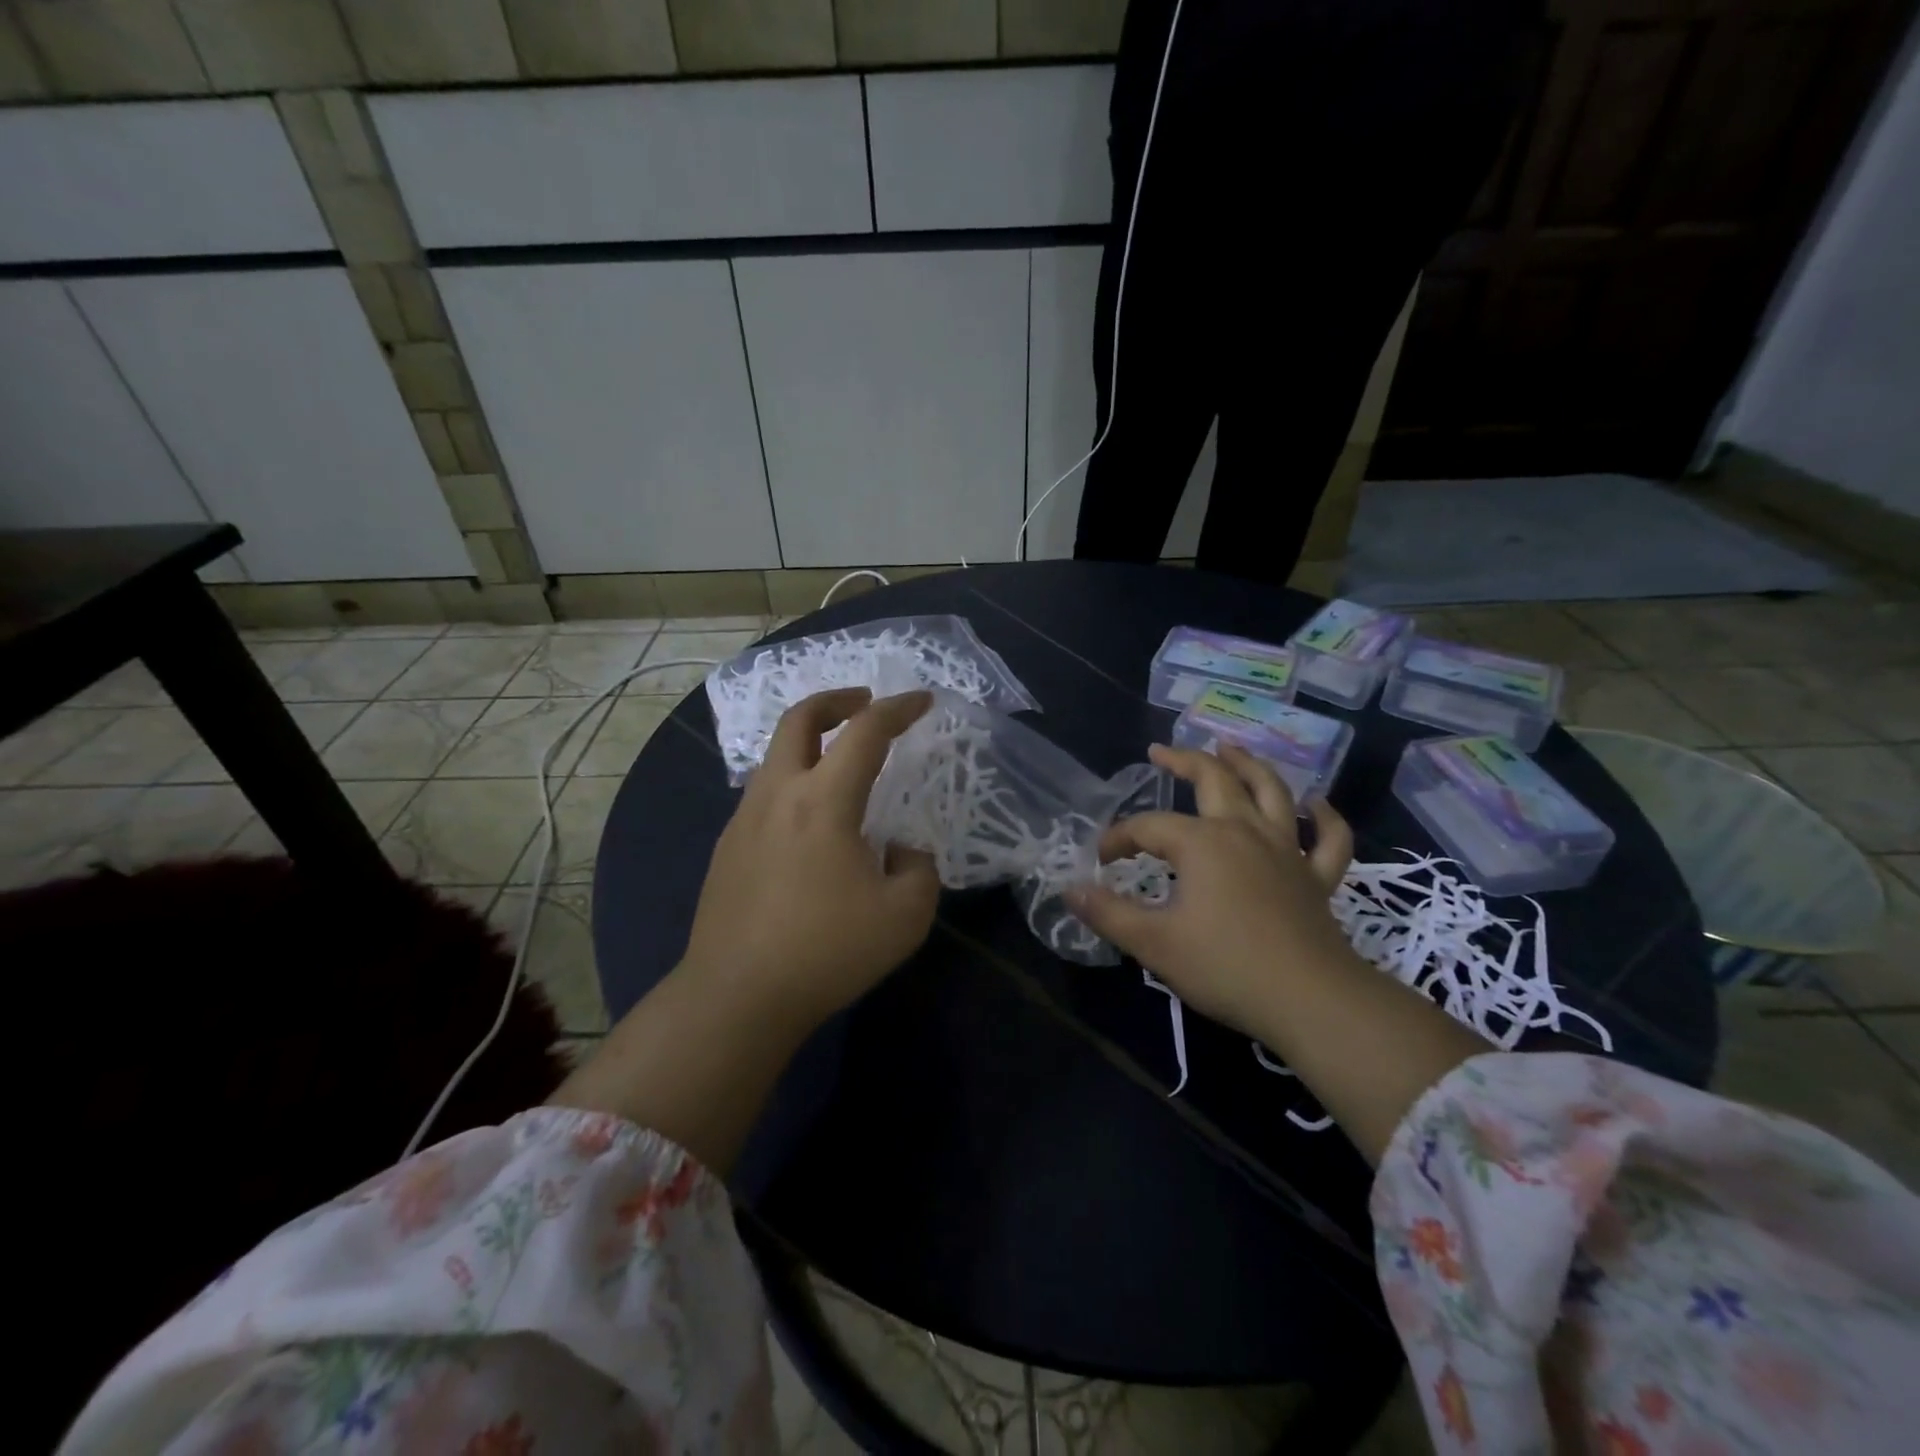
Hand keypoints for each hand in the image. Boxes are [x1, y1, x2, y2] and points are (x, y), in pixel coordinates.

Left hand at [680, 687, 940, 1028]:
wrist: (737, 997)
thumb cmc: (826, 951)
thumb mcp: (905, 915)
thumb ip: (918, 868)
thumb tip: (899, 850)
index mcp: (823, 800)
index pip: (865, 732)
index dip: (898, 709)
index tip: (923, 701)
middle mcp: (778, 795)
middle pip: (799, 720)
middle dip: (836, 700)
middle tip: (866, 703)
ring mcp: (744, 820)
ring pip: (776, 755)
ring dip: (812, 742)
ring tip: (842, 762)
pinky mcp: (728, 848)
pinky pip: (765, 793)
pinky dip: (794, 780)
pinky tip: (812, 821)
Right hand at [1065, 743, 1357, 1038]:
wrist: (1310, 1001)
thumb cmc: (1225, 967)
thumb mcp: (1153, 943)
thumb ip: (1109, 913)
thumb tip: (1070, 890)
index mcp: (1201, 843)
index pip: (1147, 827)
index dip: (1119, 838)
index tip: (1101, 860)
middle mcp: (1244, 832)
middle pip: (1214, 780)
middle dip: (1184, 760)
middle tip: (1161, 751)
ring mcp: (1286, 851)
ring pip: (1271, 792)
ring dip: (1249, 766)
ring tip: (1230, 748)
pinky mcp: (1317, 878)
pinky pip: (1329, 839)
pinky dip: (1325, 817)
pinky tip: (1317, 804)